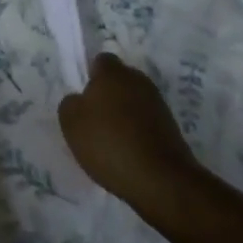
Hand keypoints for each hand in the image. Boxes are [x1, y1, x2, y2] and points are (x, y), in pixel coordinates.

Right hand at [58, 52, 200, 206]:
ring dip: (124, 115)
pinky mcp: (172, 129)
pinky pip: (147, 123)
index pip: (100, 61)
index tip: (83, 98)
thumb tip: (79, 100)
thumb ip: (70, 104)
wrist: (161, 181)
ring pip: (134, 102)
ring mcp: (159, 105)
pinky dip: (138, 133)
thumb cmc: (110, 143)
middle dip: (108, 95)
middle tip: (94, 120)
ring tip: (111, 141)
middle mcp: (139, 81)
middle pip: (119, 81)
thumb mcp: (71, 123)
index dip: (90, 77)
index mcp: (113, 73)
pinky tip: (129, 153)